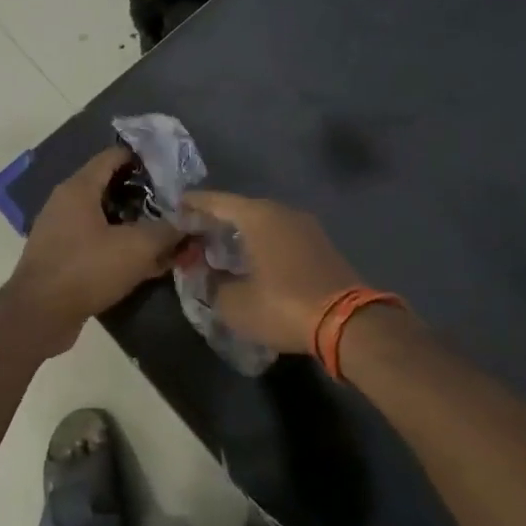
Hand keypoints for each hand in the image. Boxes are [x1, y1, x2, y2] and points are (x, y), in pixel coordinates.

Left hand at [6, 149, 182, 348]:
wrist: (39, 315)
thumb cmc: (86, 269)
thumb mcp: (136, 247)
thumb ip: (168, 231)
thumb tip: (192, 221)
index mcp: (79, 188)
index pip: (113, 157)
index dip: (143, 158)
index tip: (173, 168)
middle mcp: (67, 203)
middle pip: (112, 188)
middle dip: (146, 197)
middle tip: (178, 206)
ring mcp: (63, 232)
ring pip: (108, 220)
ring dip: (137, 226)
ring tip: (170, 236)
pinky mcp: (64, 259)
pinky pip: (100, 245)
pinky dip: (123, 249)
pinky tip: (150, 264)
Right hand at [180, 191, 361, 354]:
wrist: (348, 323)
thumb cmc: (283, 305)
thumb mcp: (235, 303)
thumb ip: (212, 285)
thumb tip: (205, 275)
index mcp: (258, 216)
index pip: (217, 202)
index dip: (194, 204)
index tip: (176, 207)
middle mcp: (282, 212)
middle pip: (241, 209)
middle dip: (217, 220)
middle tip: (195, 232)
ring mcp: (305, 227)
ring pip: (263, 222)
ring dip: (241, 233)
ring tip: (220, 248)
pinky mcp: (320, 245)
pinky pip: (280, 235)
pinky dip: (261, 242)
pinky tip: (252, 260)